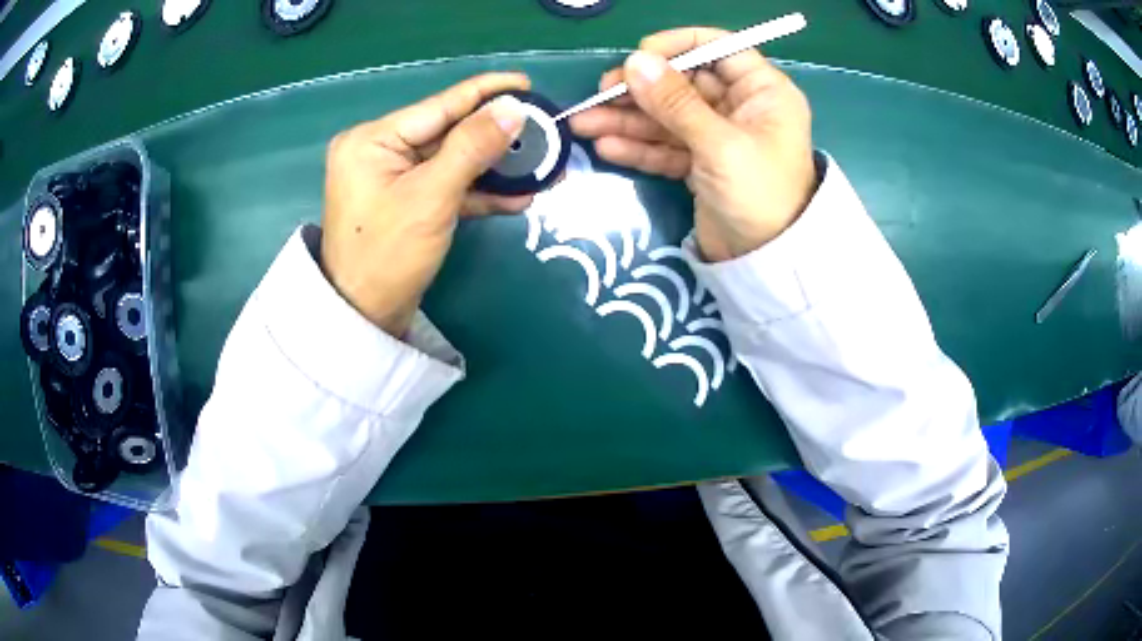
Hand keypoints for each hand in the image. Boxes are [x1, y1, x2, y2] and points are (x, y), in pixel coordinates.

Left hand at [321, 73, 532, 336]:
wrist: (364, 318)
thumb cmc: (388, 255)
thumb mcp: (432, 196)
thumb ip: (473, 147)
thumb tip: (513, 108)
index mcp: (372, 139)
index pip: (439, 106)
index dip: (485, 93)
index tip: (525, 83)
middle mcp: (379, 150)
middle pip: (448, 132)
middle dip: (496, 137)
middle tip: (542, 131)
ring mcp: (392, 177)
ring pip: (452, 160)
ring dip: (494, 167)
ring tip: (540, 166)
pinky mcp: (405, 202)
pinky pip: (445, 185)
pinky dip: (477, 192)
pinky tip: (516, 196)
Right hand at [570, 28, 817, 261]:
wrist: (767, 263)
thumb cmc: (760, 195)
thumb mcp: (720, 145)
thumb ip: (676, 102)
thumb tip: (635, 61)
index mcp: (762, 91)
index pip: (717, 49)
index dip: (677, 47)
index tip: (638, 56)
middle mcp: (741, 107)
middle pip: (683, 83)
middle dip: (640, 89)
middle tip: (599, 95)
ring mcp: (718, 135)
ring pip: (668, 116)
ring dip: (628, 119)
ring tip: (584, 124)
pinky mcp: (701, 163)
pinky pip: (666, 146)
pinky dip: (639, 147)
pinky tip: (607, 147)